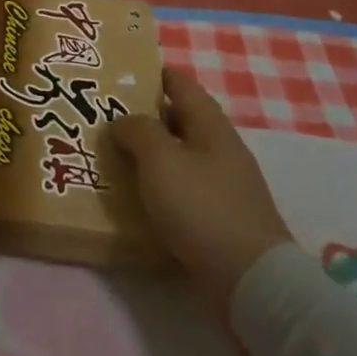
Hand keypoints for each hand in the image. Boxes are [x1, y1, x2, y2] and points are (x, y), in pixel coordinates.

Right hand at [111, 68, 292, 302]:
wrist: (252, 282)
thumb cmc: (202, 208)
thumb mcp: (160, 160)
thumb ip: (137, 131)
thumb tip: (122, 121)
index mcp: (210, 125)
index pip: (180, 83)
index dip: (151, 73)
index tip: (119, 75)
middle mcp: (221, 148)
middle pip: (179, 120)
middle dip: (144, 117)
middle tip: (104, 119)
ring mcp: (225, 185)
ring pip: (180, 157)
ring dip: (150, 155)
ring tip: (113, 158)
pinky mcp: (222, 218)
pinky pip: (184, 191)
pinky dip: (161, 188)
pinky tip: (138, 199)